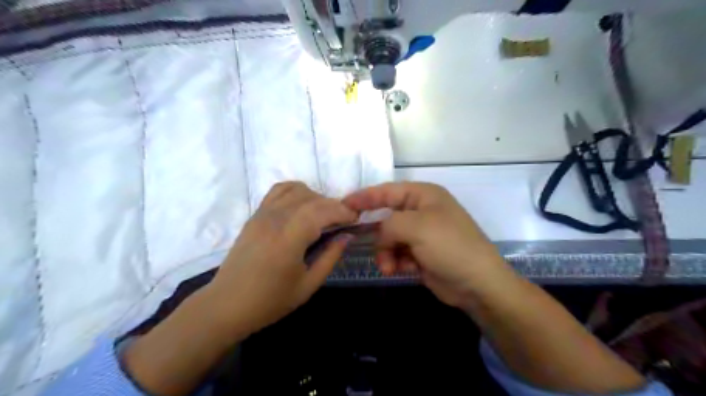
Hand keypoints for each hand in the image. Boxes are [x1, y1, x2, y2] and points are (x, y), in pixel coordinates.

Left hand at [208, 181, 355, 334]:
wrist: (226, 305)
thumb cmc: (270, 301)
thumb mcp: (308, 285)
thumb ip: (330, 257)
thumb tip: (347, 236)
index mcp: (289, 239)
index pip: (322, 210)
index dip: (343, 211)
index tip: (355, 220)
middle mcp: (275, 219)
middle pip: (313, 198)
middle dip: (334, 206)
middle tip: (344, 222)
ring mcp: (263, 214)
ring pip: (297, 190)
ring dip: (316, 198)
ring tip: (323, 216)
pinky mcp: (255, 214)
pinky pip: (278, 190)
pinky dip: (296, 191)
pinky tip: (302, 206)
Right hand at [343, 182, 506, 308]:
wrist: (477, 284)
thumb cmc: (450, 246)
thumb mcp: (417, 227)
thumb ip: (389, 224)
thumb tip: (381, 234)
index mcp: (424, 195)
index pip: (387, 191)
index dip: (365, 196)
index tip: (343, 205)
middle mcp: (422, 211)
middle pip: (387, 217)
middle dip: (379, 234)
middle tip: (360, 242)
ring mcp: (422, 234)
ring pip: (390, 238)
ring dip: (386, 252)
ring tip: (390, 266)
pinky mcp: (421, 253)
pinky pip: (398, 253)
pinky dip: (396, 261)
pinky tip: (403, 270)